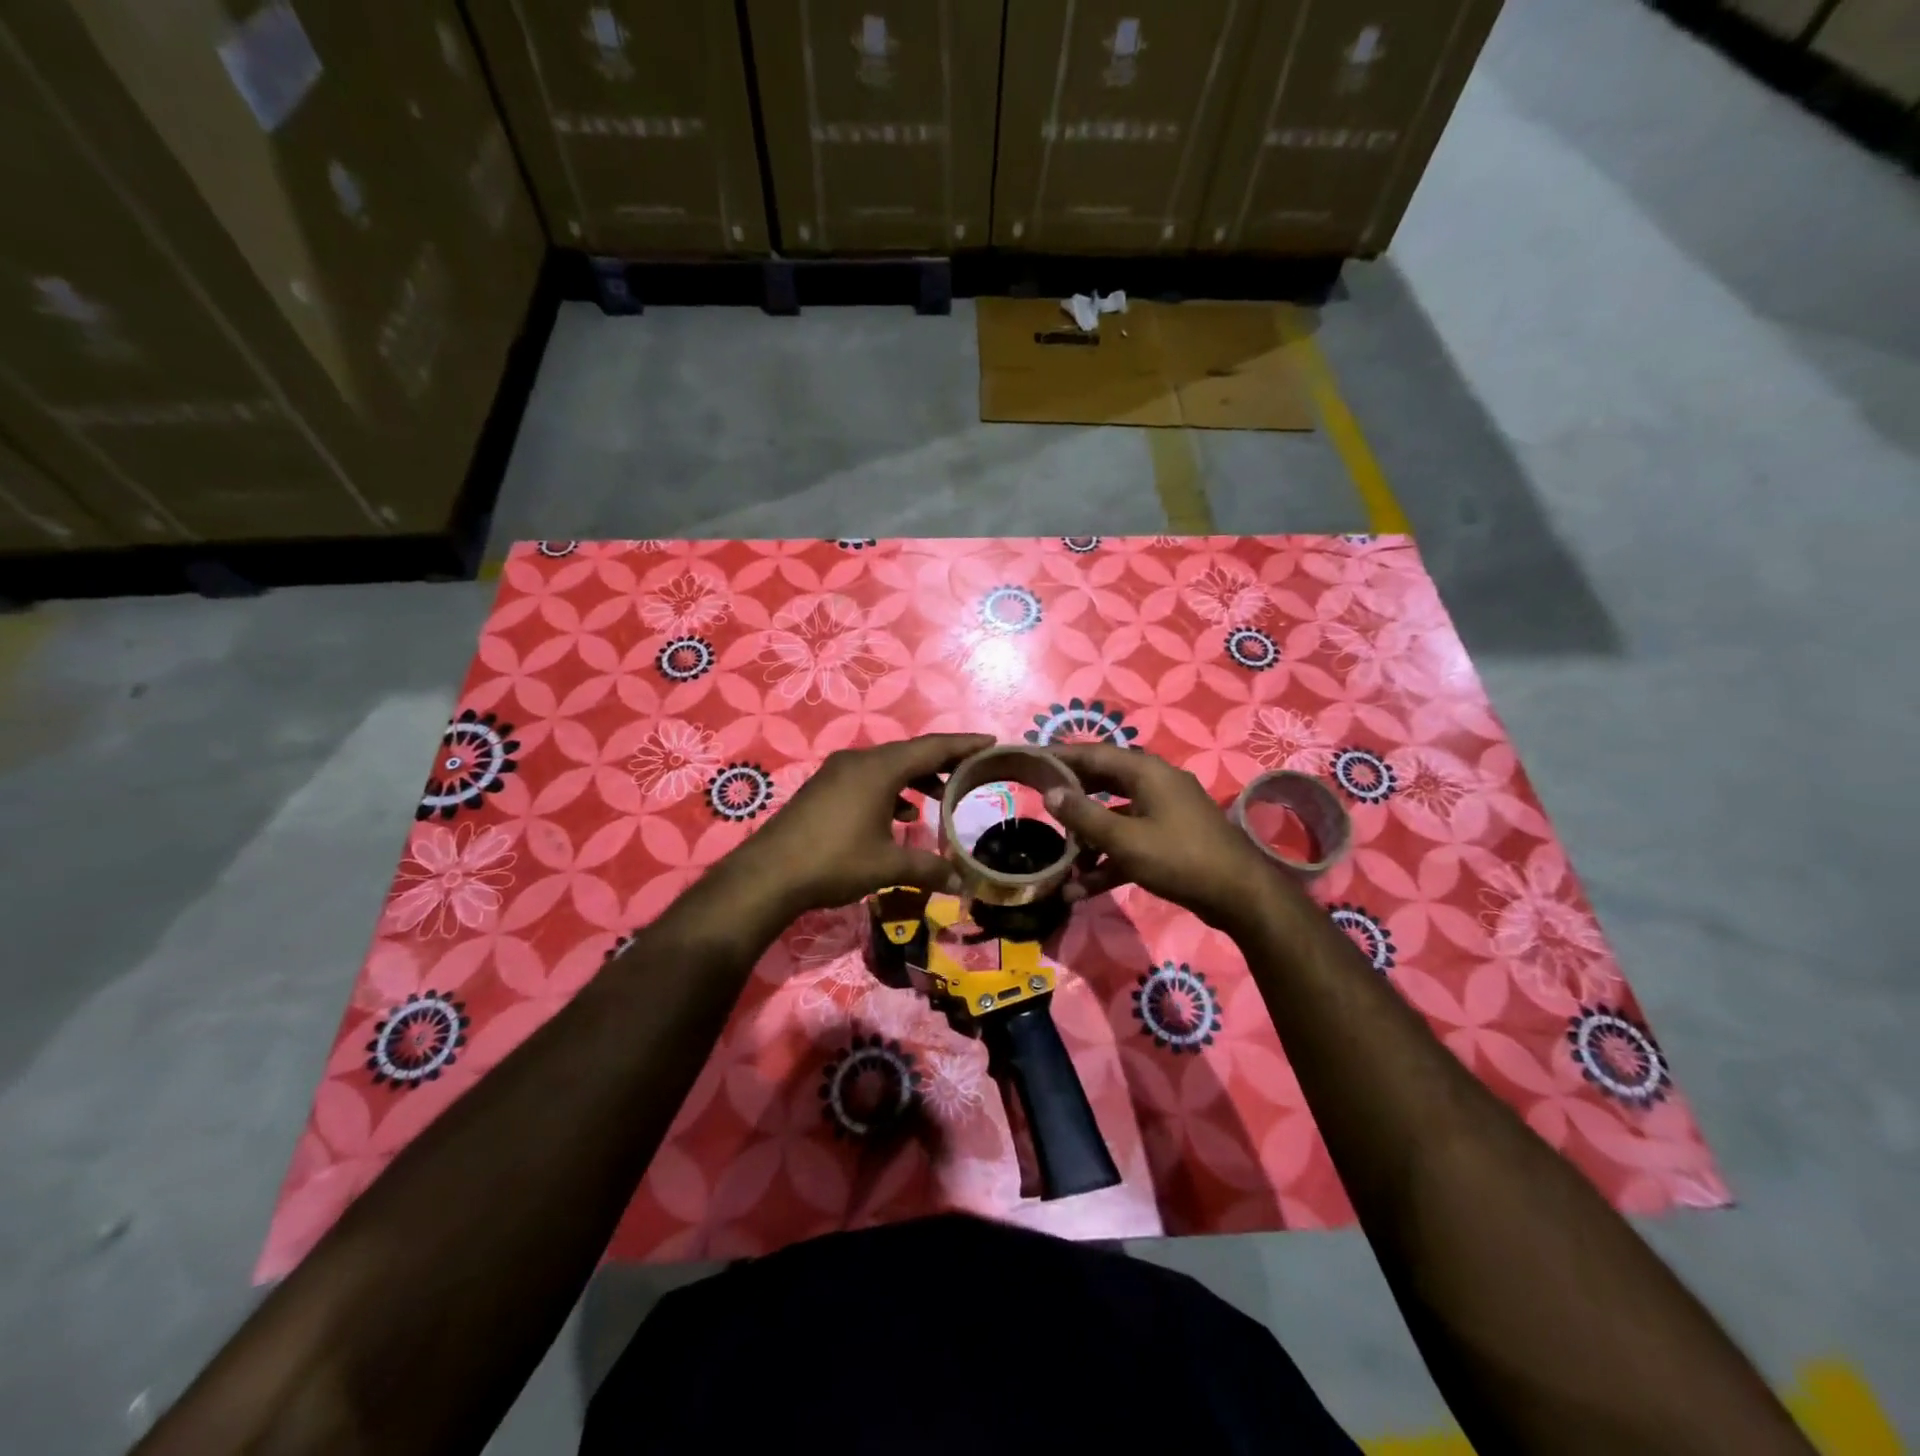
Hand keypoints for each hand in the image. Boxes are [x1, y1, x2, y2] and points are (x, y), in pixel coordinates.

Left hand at [735, 734, 993, 912]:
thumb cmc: (835, 862)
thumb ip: (927, 869)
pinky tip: (899, 816)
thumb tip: (960, 883)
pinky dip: (890, 790)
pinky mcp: (824, 788)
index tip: (990, 742)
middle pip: (910, 753)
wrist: (769, 874)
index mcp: (880, 769)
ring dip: (915, 778)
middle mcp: (859, 761)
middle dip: (942, 762)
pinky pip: (868, 779)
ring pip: (887, 767)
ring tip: (939, 795)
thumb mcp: (887, 866)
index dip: (964, 745)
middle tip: (971, 770)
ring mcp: (837, 773)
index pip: (932, 748)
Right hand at [1045, 743, 1280, 928]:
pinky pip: (1129, 841)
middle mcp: (1155, 784)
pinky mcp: (1169, 839)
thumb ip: (1084, 815)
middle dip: (1071, 796)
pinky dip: (1108, 859)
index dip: (1060, 756)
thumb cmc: (1179, 858)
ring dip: (1087, 837)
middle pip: (1103, 782)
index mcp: (1146, 772)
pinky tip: (1082, 888)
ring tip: (1059, 856)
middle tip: (1036, 801)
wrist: (1239, 896)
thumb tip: (1050, 793)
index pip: (1093, 753)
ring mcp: (1164, 812)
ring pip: (1114, 816)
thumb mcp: (1125, 839)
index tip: (1030, 760)